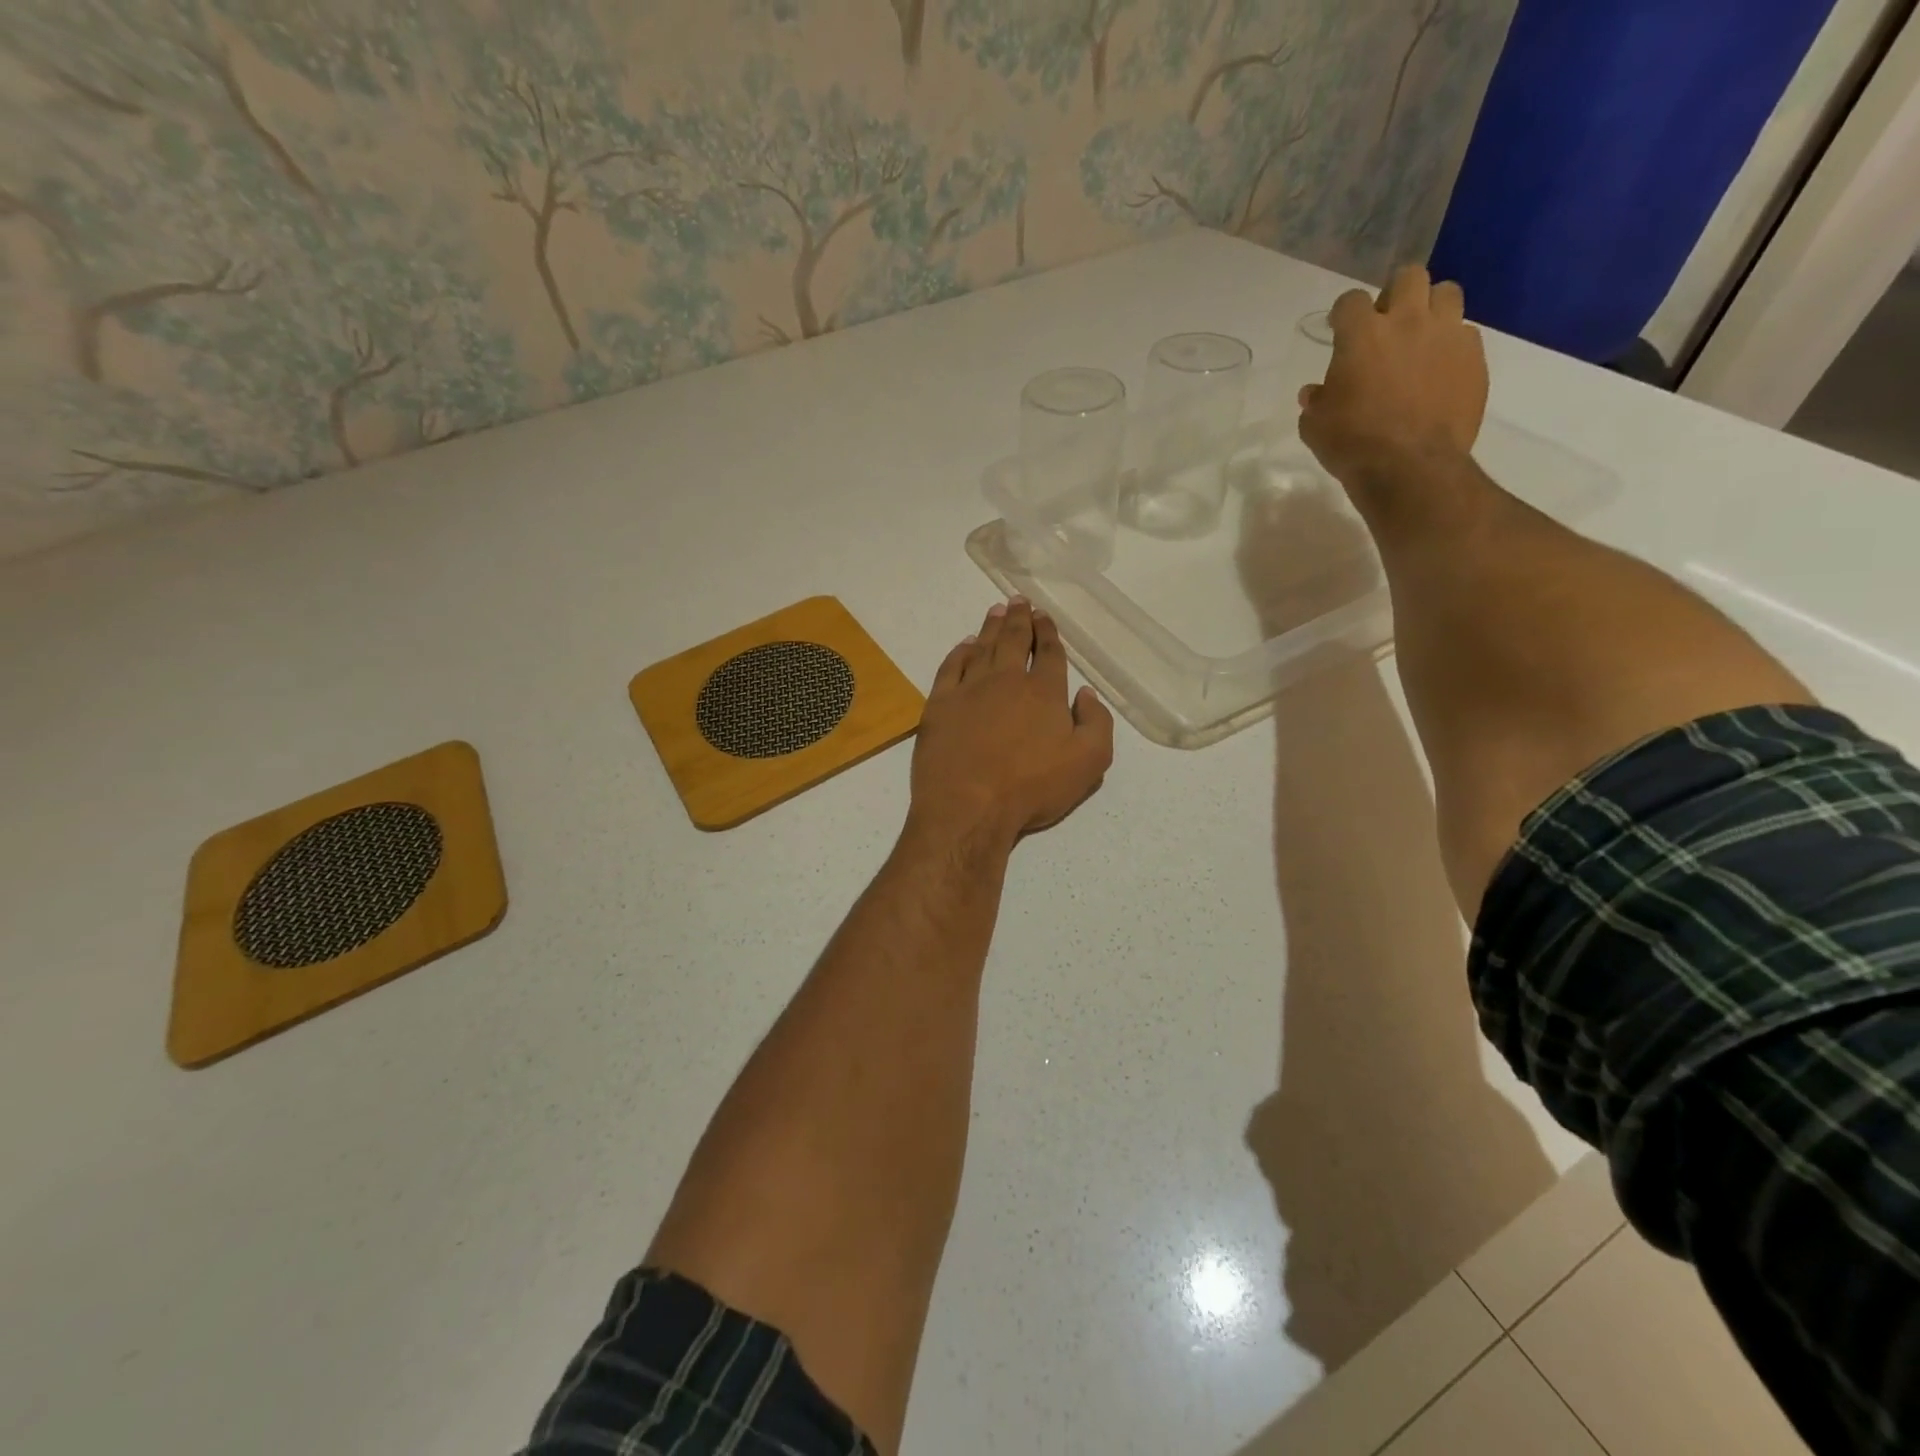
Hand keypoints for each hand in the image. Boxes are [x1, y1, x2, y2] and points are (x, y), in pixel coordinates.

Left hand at [908, 598, 1114, 853]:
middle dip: (1019, 618)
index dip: (1048, 632)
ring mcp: (969, 689)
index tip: (1044, 617)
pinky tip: (965, 645)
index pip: (1048, 653)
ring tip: (996, 611)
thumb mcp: (1088, 763)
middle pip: (1014, 640)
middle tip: (1019, 601)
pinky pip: (950, 667)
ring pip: (982, 647)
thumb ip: (1097, 723)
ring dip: (991, 627)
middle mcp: (1006, 680)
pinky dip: (959, 651)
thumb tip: (1086, 694)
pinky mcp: (940, 704)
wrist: (969, 806)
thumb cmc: (1032, 788)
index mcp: (1044, 692)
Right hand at [1298, 266, 1488, 492]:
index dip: (1344, 314)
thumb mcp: (1316, 427)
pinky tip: (1439, 371)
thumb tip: (1316, 393)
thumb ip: (1316, 402)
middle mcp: (1407, 322)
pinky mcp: (1474, 357)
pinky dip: (1450, 345)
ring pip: (1446, 293)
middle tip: (1386, 325)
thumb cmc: (1352, 445)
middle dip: (1395, 294)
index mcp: (1362, 336)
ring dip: (1431, 308)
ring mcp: (1446, 335)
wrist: (1410, 467)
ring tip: (1420, 338)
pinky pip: (1465, 334)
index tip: (1339, 330)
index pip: (1351, 301)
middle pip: (1409, 277)